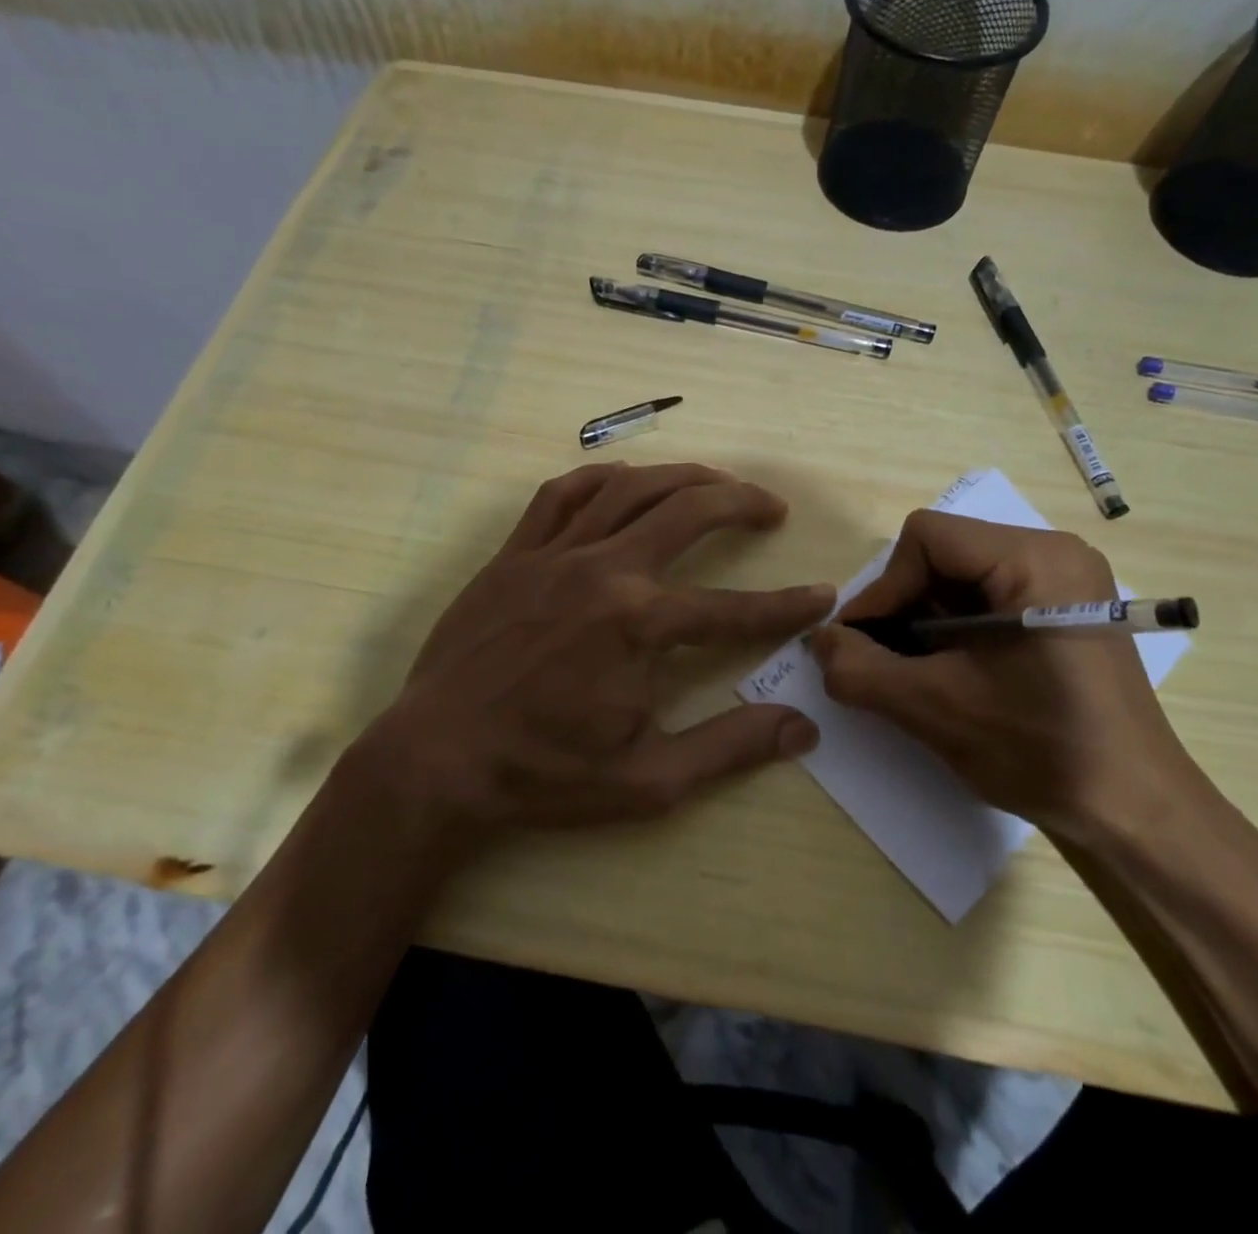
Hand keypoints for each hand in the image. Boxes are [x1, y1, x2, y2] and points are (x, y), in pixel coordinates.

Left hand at [357, 463, 831, 833]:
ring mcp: (554, 554)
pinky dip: (601, 478)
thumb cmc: (543, 774)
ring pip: (631, 488)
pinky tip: (625, 480)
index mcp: (639, 625)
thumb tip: (802, 727)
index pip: (734, 610)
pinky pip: (561, 495)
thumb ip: (729, 747)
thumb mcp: (647, 780)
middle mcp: (604, 571)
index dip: (786, 606)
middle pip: (688, 512)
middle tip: (772, 508)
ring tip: (717, 483)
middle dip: (742, 503)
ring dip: (683, 477)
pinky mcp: (514, 554)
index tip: (821, 596)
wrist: (436, 759)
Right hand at [810, 511, 1190, 836]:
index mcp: (1035, 559)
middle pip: (945, 554)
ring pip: (963, 577)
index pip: (927, 538)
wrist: (1134, 812)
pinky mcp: (1067, 610)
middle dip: (903, 606)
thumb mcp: (934, 708)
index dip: (884, 588)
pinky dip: (955, 629)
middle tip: (883, 660)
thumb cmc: (1041, 750)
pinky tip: (949, 672)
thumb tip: (818, 641)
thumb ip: (860, 669)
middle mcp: (1056, 553)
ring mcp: (1066, 582)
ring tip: (912, 671)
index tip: (862, 643)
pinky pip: (989, 597)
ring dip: (925, 621)